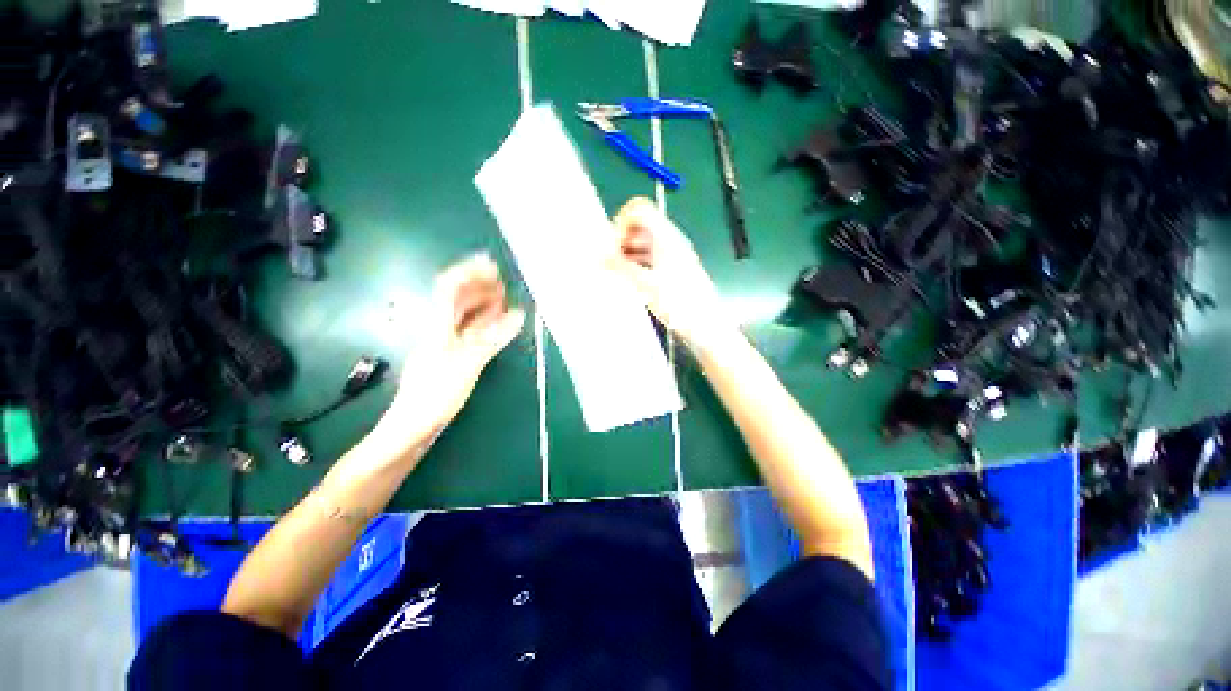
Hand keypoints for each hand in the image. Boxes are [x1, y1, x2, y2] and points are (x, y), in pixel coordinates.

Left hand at [386, 253, 524, 434]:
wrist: (412, 427)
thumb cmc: (435, 393)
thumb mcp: (468, 363)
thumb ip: (493, 337)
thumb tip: (518, 314)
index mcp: (437, 325)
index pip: (448, 287)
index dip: (469, 272)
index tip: (492, 265)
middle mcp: (438, 329)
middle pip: (456, 299)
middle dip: (479, 286)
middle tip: (505, 284)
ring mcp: (444, 343)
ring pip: (463, 315)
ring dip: (483, 305)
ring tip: (506, 301)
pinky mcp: (451, 357)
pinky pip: (469, 332)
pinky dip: (484, 325)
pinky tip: (498, 327)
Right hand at [609, 197, 731, 349]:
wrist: (706, 325)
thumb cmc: (680, 304)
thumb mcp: (646, 285)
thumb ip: (620, 267)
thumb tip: (597, 255)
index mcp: (666, 237)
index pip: (639, 209)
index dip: (622, 223)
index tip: (614, 247)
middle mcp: (670, 241)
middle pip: (640, 225)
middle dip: (622, 240)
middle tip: (615, 262)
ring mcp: (673, 254)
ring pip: (644, 242)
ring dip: (628, 253)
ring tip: (621, 274)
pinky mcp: (673, 269)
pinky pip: (650, 256)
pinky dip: (637, 263)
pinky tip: (632, 281)